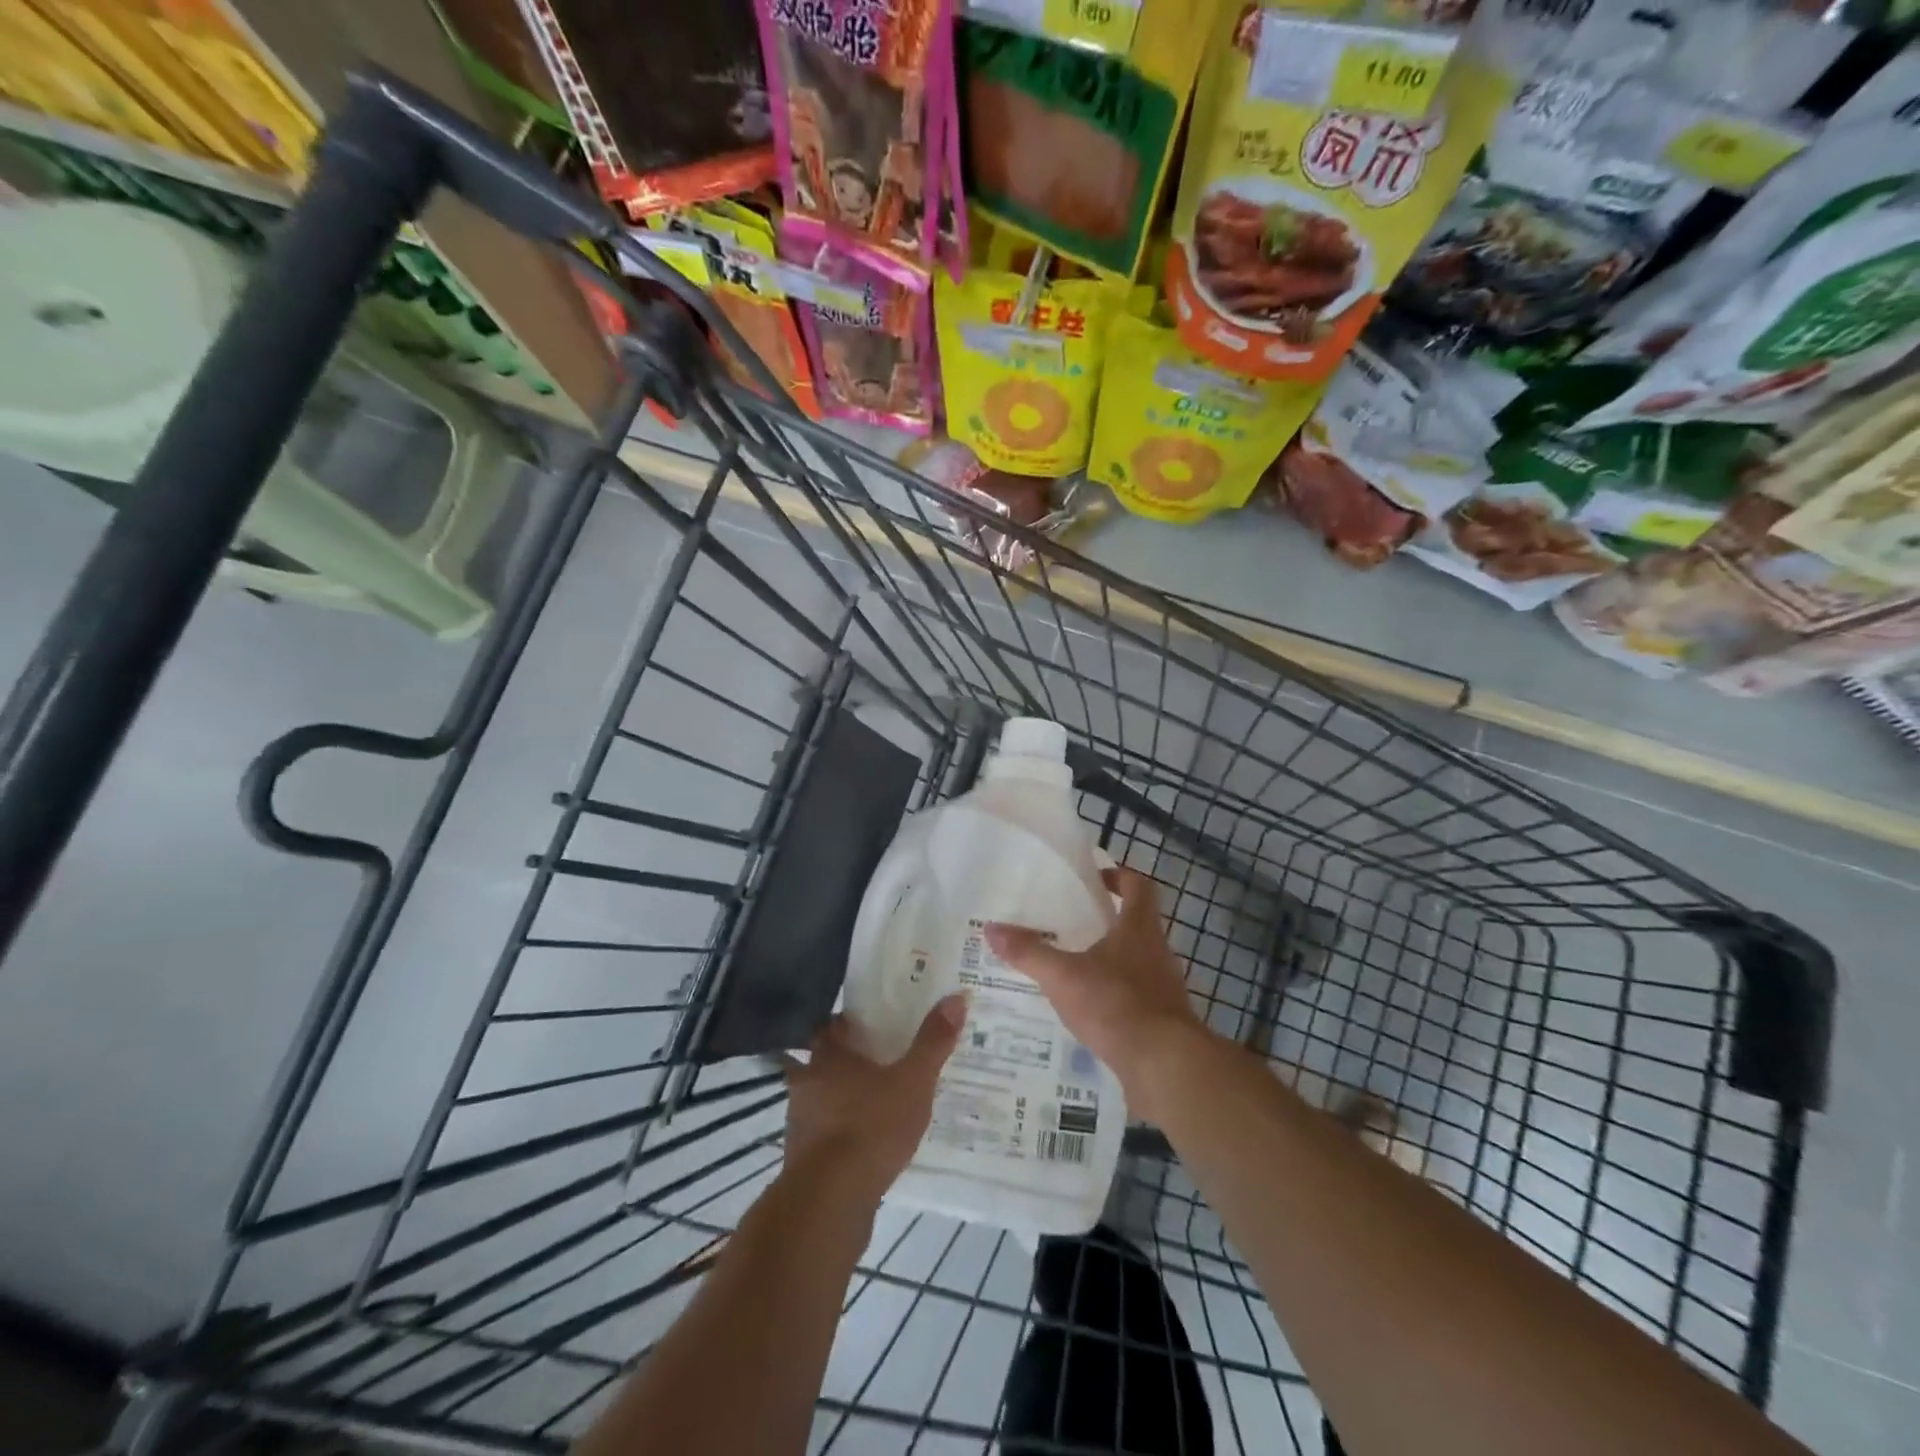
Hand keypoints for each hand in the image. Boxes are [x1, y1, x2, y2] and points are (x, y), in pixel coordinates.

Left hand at [783, 996, 966, 1201]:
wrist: (829, 1201)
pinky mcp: (801, 1158)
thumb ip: (933, 1042)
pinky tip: (864, 1143)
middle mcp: (807, 1081)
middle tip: (880, 1062)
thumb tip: (957, 997)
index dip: (851, 1023)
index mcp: (829, 1055)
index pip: (833, 1025)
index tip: (873, 1025)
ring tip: (875, 1103)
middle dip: (848, 1060)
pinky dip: (839, 1133)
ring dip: (841, 1098)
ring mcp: (799, 1121)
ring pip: (821, 1097)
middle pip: (824, 1060)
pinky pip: (823, 1133)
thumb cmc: (871, 1127)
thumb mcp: (913, 1082)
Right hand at [986, 868, 1212, 1121]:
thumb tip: (991, 929)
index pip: (1138, 886)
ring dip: (1109, 962)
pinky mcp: (1162, 1020)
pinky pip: (1135, 998)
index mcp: (1139, 928)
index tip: (1095, 878)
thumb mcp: (1063, 976)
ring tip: (1071, 969)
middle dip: (1106, 922)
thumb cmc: (1116, 1004)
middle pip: (1136, 924)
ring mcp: (1164, 988)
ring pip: (1135, 962)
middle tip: (1069, 925)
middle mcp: (1157, 951)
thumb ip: (1028, 952)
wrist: (1164, 1065)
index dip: (1119, 876)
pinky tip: (1087, 1012)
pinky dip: (1113, 998)